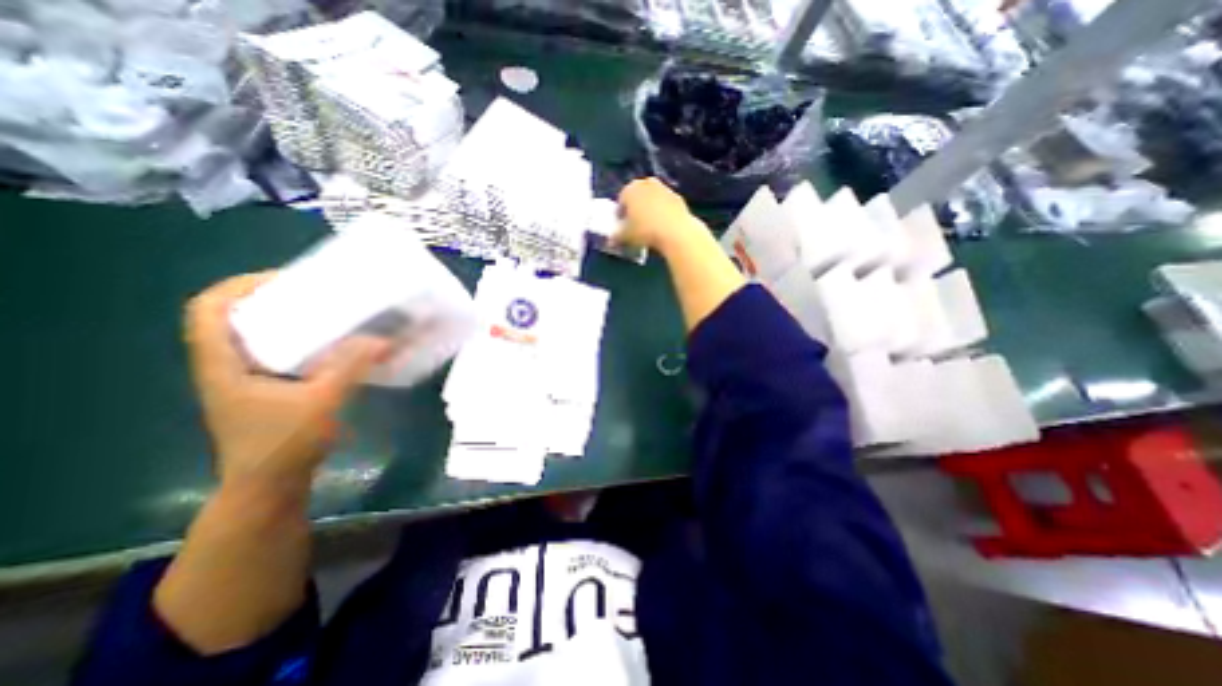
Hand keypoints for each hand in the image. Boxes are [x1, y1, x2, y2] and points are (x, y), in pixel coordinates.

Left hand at [179, 270, 386, 487]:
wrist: (269, 487)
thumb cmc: (284, 444)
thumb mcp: (322, 401)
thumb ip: (352, 367)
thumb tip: (386, 339)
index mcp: (223, 363)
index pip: (208, 308)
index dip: (241, 285)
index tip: (287, 279)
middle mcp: (226, 365)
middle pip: (234, 316)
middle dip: (273, 298)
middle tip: (318, 293)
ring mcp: (244, 379)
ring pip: (256, 335)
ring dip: (288, 320)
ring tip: (329, 314)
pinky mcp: (264, 389)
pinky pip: (277, 352)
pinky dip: (299, 341)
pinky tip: (331, 346)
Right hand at [611, 178, 707, 255]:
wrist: (676, 231)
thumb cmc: (645, 231)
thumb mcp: (625, 237)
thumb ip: (616, 237)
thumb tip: (611, 240)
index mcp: (630, 189)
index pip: (621, 200)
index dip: (620, 214)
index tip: (622, 227)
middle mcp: (647, 184)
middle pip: (638, 197)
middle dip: (636, 209)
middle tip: (635, 225)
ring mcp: (664, 189)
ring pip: (652, 200)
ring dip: (650, 210)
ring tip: (650, 228)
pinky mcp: (678, 198)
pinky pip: (665, 206)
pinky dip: (663, 213)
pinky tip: (663, 228)